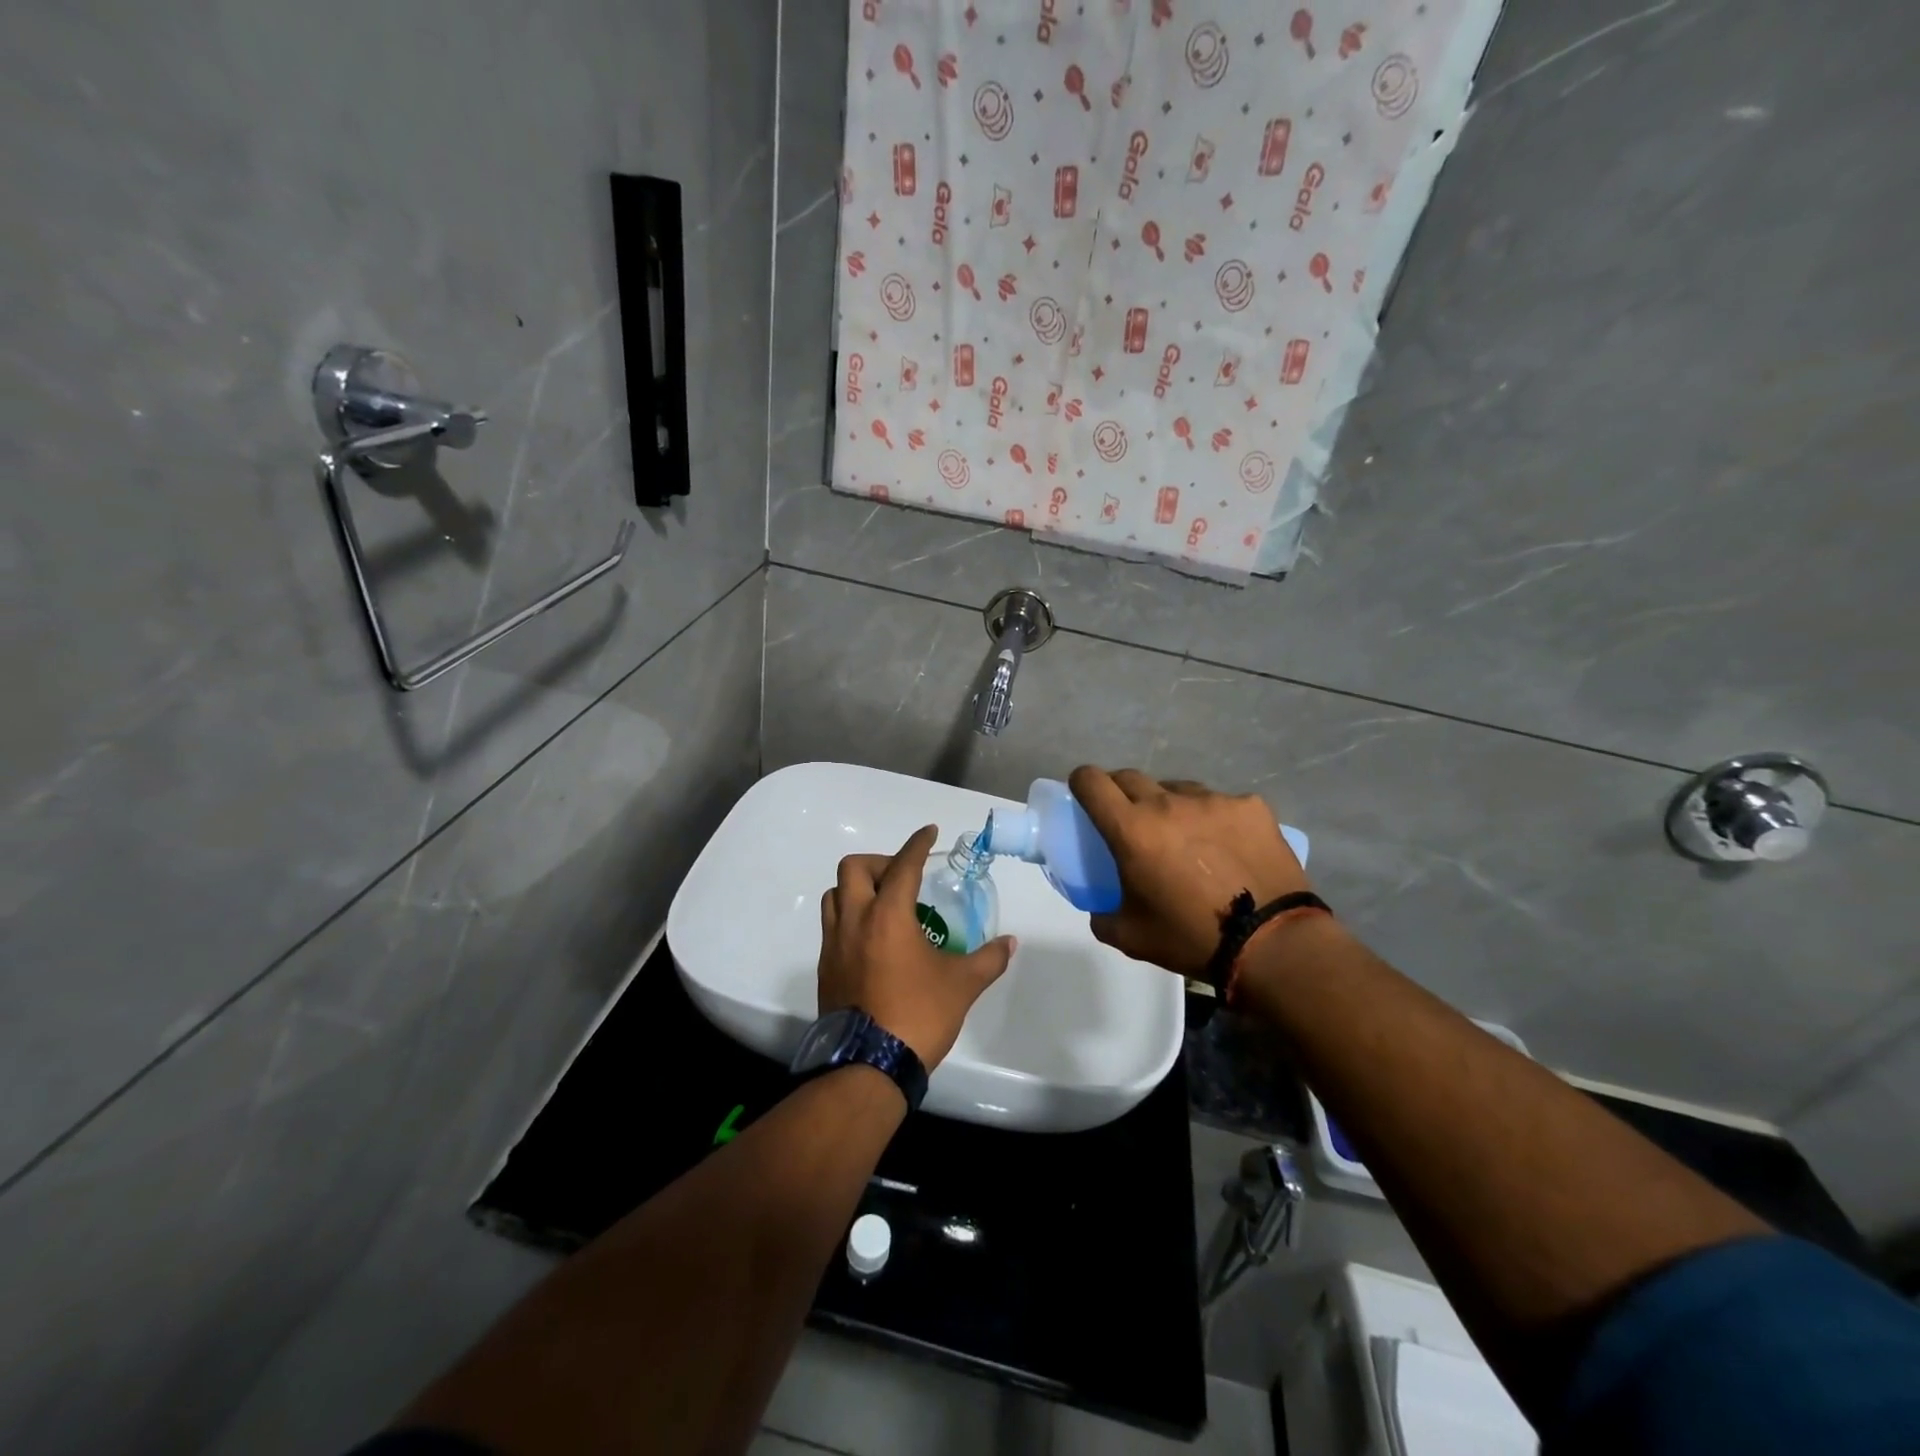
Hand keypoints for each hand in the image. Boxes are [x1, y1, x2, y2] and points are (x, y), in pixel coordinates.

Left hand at [818, 825, 1016, 1070]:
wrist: (869, 1065)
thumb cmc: (918, 1015)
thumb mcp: (962, 985)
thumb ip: (988, 959)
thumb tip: (1009, 943)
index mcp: (888, 915)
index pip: (903, 865)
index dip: (918, 844)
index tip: (929, 832)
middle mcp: (855, 920)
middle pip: (854, 868)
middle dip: (880, 862)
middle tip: (904, 878)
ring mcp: (834, 944)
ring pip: (835, 895)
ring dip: (857, 888)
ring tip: (884, 904)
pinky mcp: (825, 968)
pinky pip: (831, 926)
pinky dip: (849, 917)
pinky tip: (872, 939)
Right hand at [1068, 766, 1310, 977]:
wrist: (1273, 943)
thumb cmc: (1192, 938)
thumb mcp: (1131, 936)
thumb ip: (1102, 915)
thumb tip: (1101, 906)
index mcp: (1132, 830)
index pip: (1092, 781)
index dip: (1082, 783)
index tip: (1085, 796)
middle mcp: (1168, 803)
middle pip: (1130, 777)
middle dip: (1121, 794)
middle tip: (1132, 823)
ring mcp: (1212, 800)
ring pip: (1177, 788)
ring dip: (1169, 805)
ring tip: (1186, 838)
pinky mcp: (1250, 805)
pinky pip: (1220, 802)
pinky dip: (1214, 819)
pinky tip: (1228, 848)